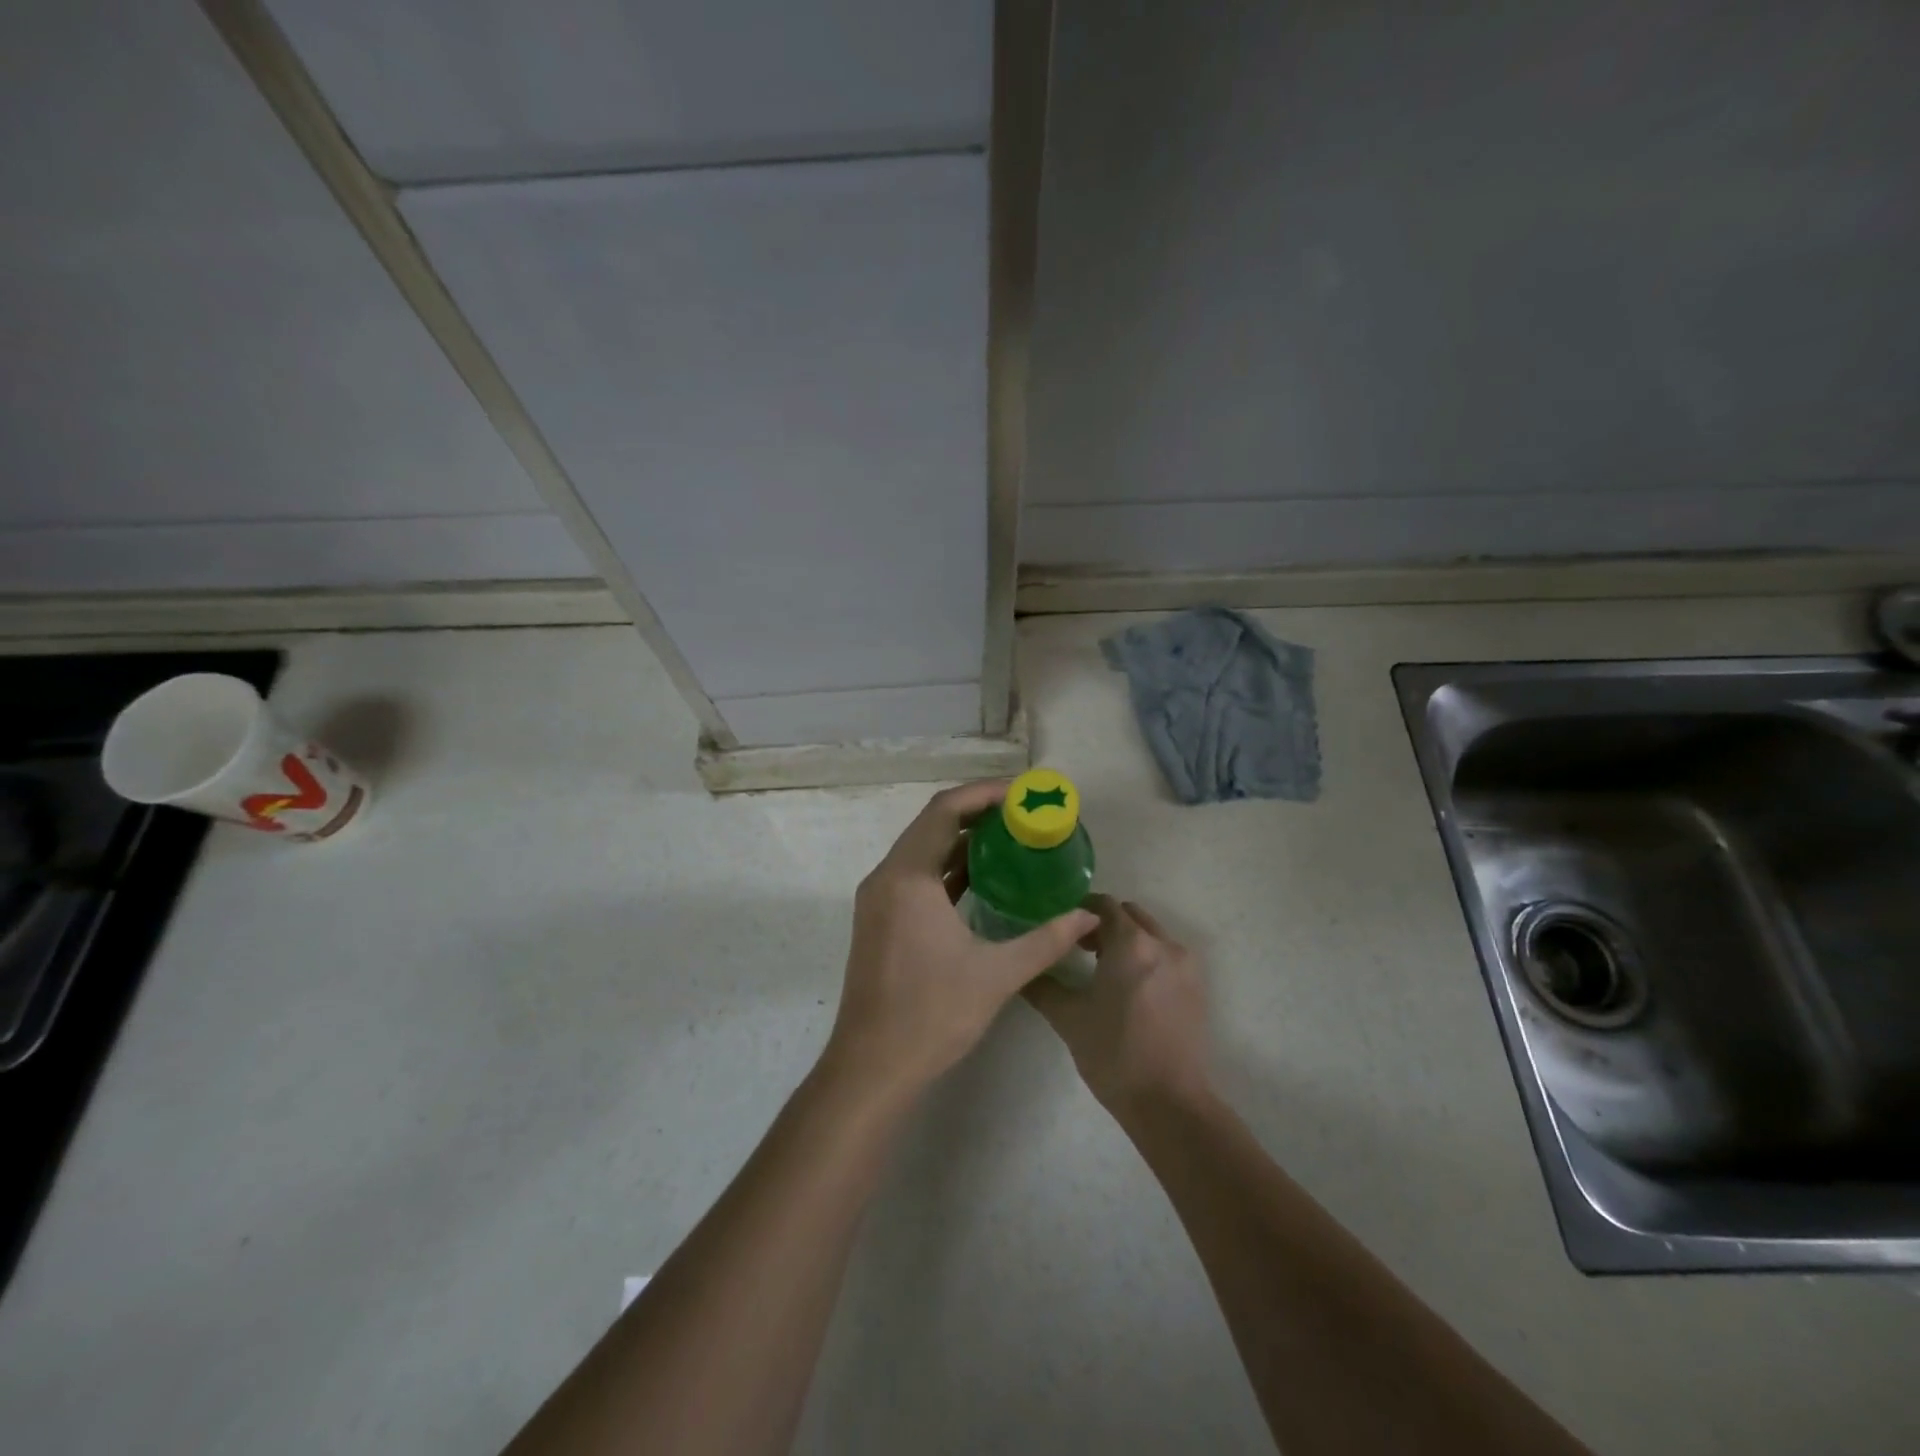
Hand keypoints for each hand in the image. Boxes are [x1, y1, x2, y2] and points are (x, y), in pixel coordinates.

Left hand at [822, 781, 1098, 1102]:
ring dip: (961, 840)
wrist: (872, 1067)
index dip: (984, 794)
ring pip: (922, 849)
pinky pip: (916, 875)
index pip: (945, 811)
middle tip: (1022, 814)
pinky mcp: (880, 918)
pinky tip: (983, 877)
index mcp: (908, 878)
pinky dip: (947, 867)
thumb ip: (1047, 940)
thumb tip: (1088, 916)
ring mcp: (879, 899)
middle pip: (932, 824)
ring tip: (1010, 838)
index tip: (1022, 794)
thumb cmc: (932, 1014)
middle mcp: (887, 877)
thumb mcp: (998, 974)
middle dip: (976, 812)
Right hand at [1025, 895, 1212, 1114]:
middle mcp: (1163, 944)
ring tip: (1102, 968)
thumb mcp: (1068, 1018)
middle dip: (1104, 924)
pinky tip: (1129, 989)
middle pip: (1130, 915)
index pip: (1104, 905)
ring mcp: (1185, 966)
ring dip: (1127, 940)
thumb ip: (1042, 986)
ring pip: (1151, 935)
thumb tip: (1021, 969)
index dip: (1080, 910)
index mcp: (1131, 944)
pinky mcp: (1197, 988)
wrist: (1169, 1103)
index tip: (1061, 925)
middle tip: (1079, 947)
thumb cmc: (1114, 1054)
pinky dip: (1146, 958)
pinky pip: (1167, 956)